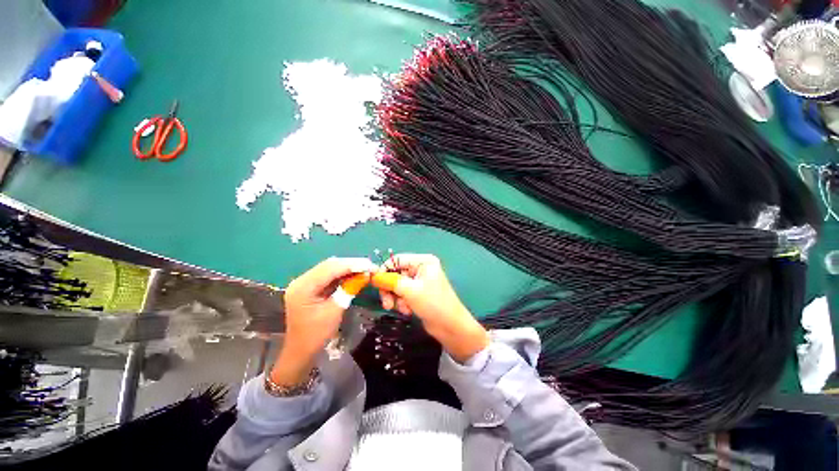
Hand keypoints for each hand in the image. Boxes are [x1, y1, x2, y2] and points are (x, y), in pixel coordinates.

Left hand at [271, 257, 375, 386]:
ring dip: (348, 268)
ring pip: (330, 268)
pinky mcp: (309, 286)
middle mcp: (301, 280)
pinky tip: (354, 275)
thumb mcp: (336, 310)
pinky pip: (328, 275)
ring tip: (365, 269)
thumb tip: (366, 274)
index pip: (331, 268)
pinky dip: (342, 274)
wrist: (300, 351)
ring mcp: (304, 282)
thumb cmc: (317, 334)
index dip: (353, 265)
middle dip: (352, 264)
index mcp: (303, 287)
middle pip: (330, 265)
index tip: (371, 266)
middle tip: (370, 266)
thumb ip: (349, 289)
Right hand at [374, 254, 488, 362]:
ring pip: (397, 285)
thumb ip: (391, 281)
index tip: (374, 282)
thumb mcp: (410, 290)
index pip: (397, 259)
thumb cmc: (433, 304)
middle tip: (387, 303)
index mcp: (423, 261)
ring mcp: (420, 281)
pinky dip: (402, 303)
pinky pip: (403, 294)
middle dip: (391, 289)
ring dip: (396, 298)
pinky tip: (408, 311)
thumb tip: (374, 275)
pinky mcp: (418, 293)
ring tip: (403, 309)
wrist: (450, 326)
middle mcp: (421, 268)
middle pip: (396, 273)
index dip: (384, 270)